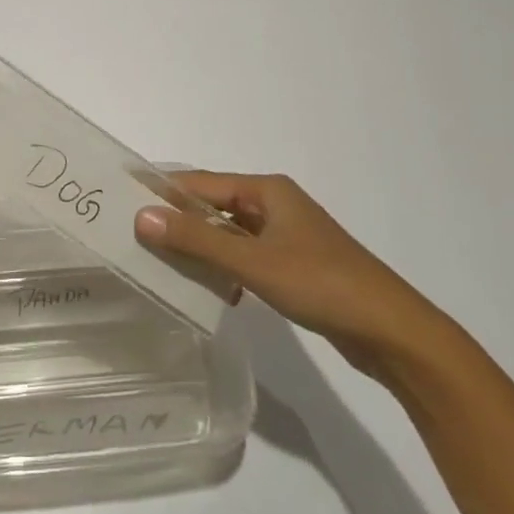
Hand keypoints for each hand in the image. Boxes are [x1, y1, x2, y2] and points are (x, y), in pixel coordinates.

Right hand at [135, 172, 447, 367]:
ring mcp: (286, 237)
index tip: (123, 202)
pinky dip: (225, 269)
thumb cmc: (321, 283)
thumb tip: (142, 216)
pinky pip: (245, 259)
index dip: (163, 192)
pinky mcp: (294, 266)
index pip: (201, 183)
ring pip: (229, 235)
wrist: (391, 331)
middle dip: (178, 221)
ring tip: (159, 266)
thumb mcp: (253, 261)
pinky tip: (209, 292)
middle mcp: (275, 205)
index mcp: (266, 191)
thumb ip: (197, 239)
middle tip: (133, 238)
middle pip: (214, 207)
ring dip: (200, 249)